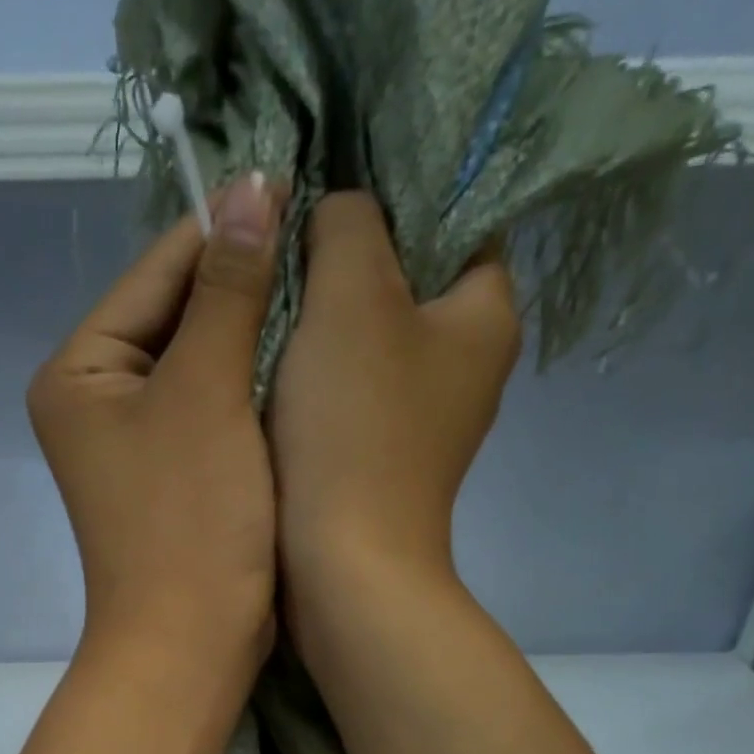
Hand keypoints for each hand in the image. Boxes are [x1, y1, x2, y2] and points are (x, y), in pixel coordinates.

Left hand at [29, 173, 283, 671]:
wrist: (191, 641)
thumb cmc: (190, 519)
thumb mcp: (207, 394)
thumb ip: (227, 291)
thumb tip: (252, 188)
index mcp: (80, 371)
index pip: (155, 273)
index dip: (222, 230)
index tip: (294, 188)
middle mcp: (97, 399)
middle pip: (175, 316)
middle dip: (241, 283)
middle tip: (320, 238)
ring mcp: (135, 441)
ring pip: (200, 362)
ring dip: (252, 331)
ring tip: (321, 285)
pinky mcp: (173, 474)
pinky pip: (213, 407)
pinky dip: (251, 384)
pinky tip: (300, 358)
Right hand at [270, 192, 520, 598]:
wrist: (343, 564)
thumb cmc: (355, 427)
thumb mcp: (352, 296)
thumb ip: (349, 225)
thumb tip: (338, 214)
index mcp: (486, 314)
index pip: (458, 217)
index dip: (395, 191)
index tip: (326, 189)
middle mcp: (466, 364)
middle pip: (407, 279)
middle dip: (347, 258)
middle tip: (285, 241)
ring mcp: (422, 417)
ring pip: (371, 338)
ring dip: (322, 318)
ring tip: (267, 295)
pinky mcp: (380, 455)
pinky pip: (348, 390)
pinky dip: (315, 373)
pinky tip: (272, 364)